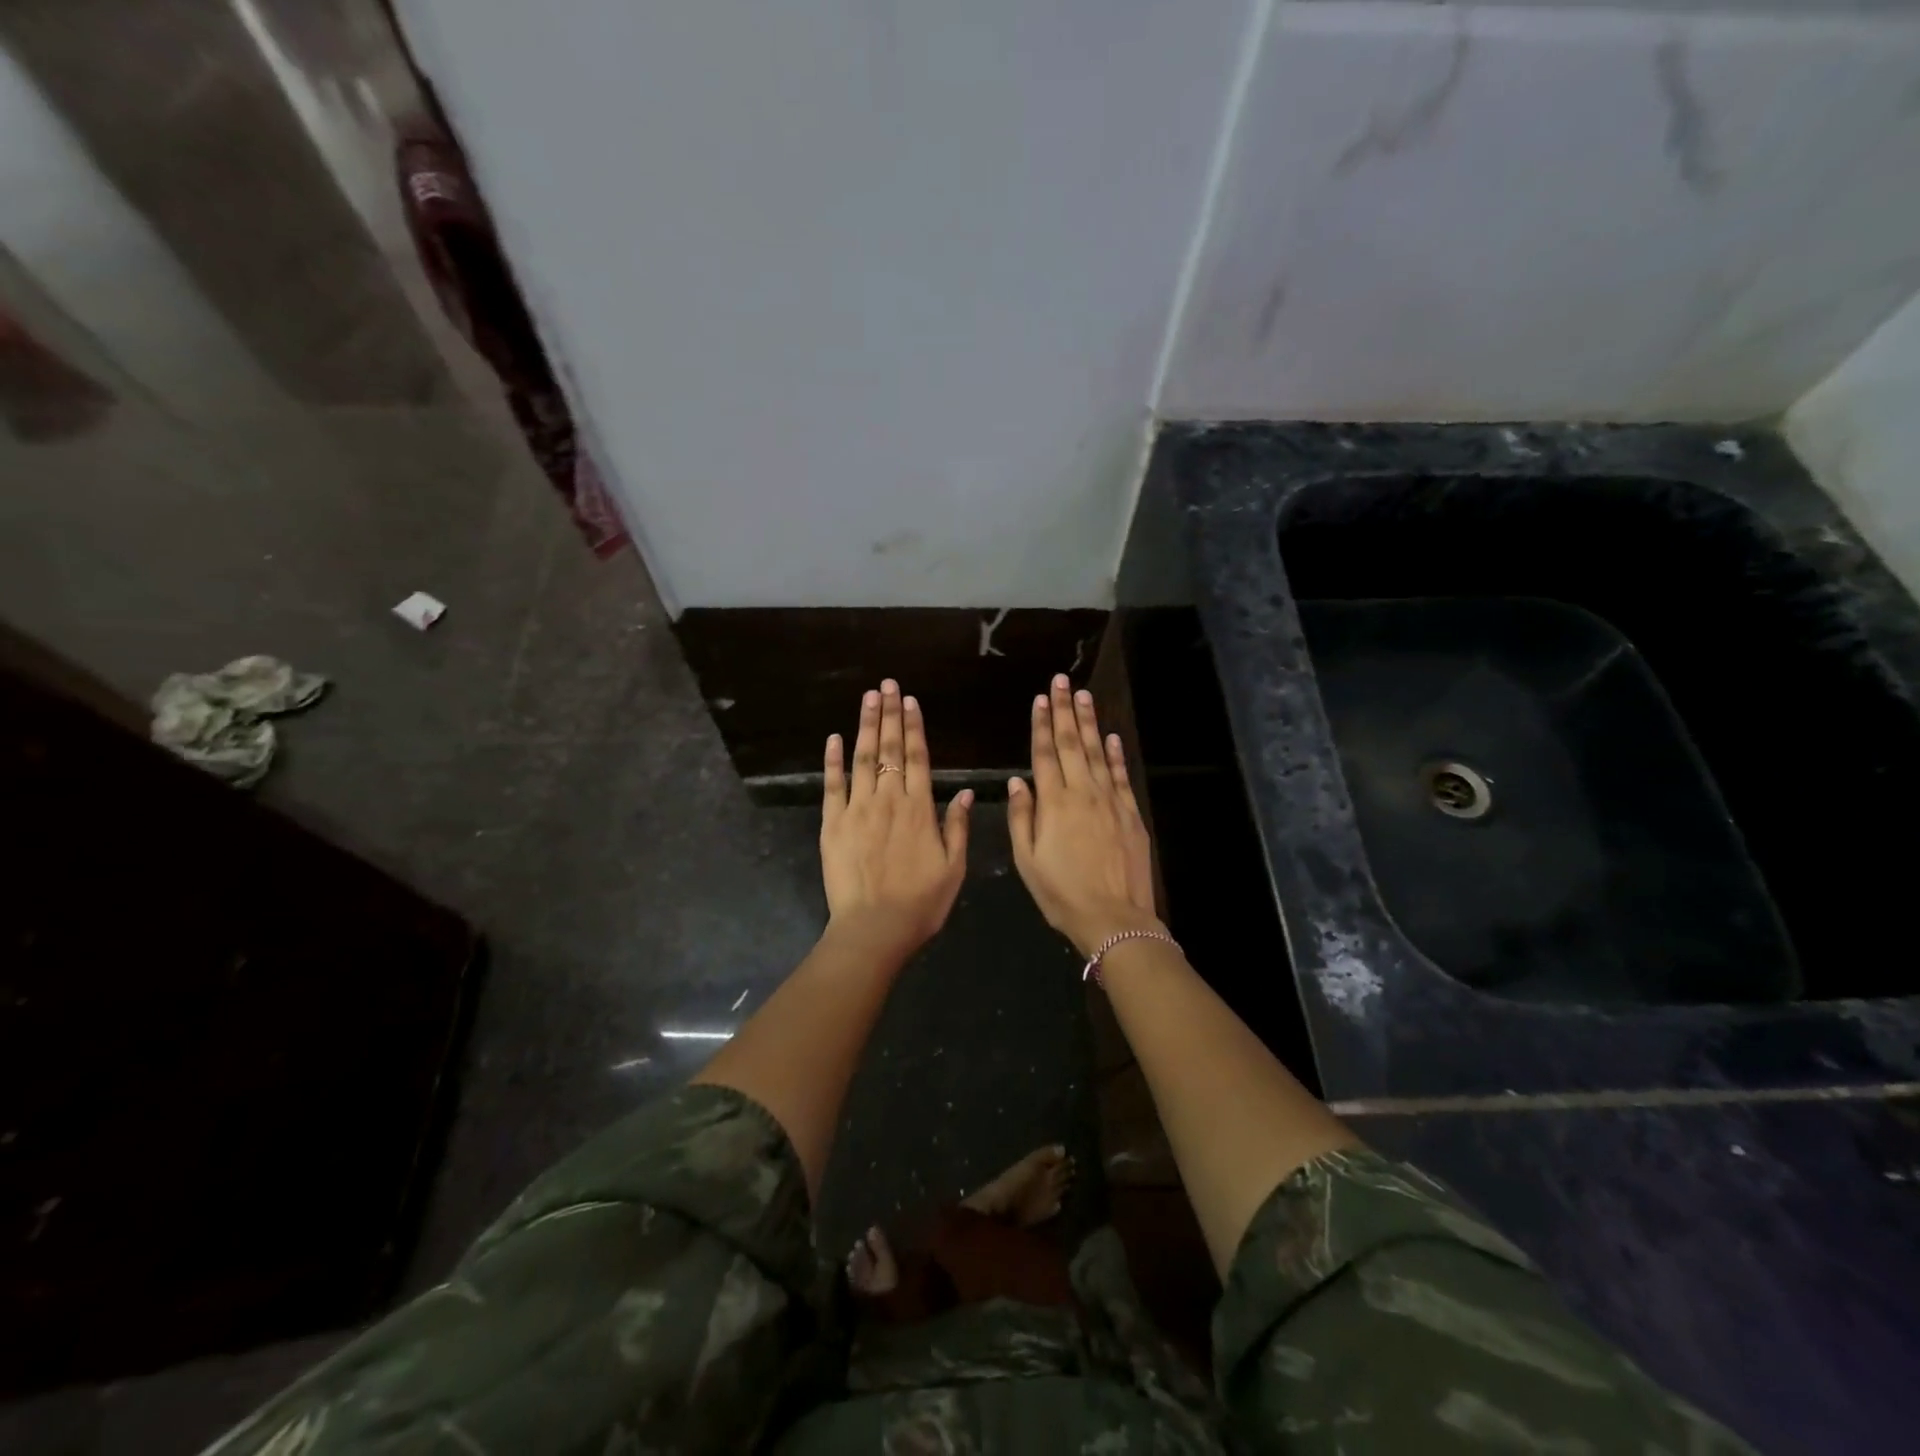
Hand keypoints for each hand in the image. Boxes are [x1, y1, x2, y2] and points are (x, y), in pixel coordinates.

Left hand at [821, 679, 972, 955]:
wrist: (874, 929)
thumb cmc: (920, 903)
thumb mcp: (954, 868)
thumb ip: (957, 826)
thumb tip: (964, 791)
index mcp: (919, 808)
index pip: (916, 757)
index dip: (913, 727)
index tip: (910, 701)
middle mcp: (888, 800)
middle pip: (888, 749)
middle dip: (889, 714)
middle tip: (887, 685)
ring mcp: (856, 809)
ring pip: (862, 758)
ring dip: (865, 725)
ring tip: (868, 697)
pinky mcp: (832, 823)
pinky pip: (832, 785)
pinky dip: (832, 760)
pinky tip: (834, 738)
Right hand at [1008, 674, 1160, 958]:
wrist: (1113, 917)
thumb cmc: (1061, 893)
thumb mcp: (1028, 861)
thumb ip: (1022, 817)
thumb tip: (1018, 781)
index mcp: (1053, 803)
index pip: (1044, 754)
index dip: (1041, 724)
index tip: (1040, 698)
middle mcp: (1082, 793)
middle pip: (1071, 744)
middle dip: (1065, 710)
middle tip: (1062, 681)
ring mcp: (1110, 801)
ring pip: (1096, 753)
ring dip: (1089, 723)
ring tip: (1084, 695)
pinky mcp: (1131, 813)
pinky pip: (1121, 776)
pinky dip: (1115, 754)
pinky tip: (1111, 737)